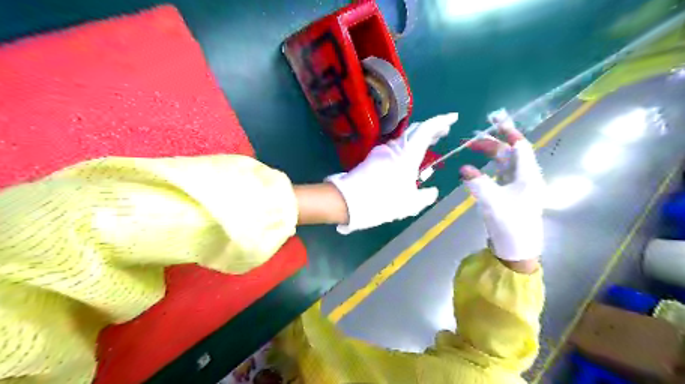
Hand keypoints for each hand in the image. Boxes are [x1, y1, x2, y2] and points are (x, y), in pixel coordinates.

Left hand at [328, 113, 459, 234]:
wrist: (349, 201)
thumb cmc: (383, 202)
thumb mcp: (410, 204)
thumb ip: (426, 196)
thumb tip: (433, 191)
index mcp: (407, 154)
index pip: (426, 129)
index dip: (441, 121)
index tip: (453, 118)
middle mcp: (394, 147)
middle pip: (415, 130)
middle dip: (431, 129)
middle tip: (443, 133)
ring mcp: (381, 151)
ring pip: (404, 138)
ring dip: (418, 138)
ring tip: (429, 144)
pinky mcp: (372, 158)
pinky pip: (395, 147)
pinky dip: (407, 147)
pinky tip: (409, 158)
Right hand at [459, 121, 546, 269]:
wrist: (516, 249)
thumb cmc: (510, 225)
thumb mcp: (492, 202)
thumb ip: (477, 183)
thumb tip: (463, 168)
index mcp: (528, 175)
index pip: (520, 146)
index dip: (508, 131)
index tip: (495, 119)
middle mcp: (525, 177)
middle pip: (509, 153)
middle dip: (491, 143)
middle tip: (470, 139)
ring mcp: (518, 186)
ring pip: (503, 163)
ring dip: (488, 155)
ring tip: (471, 148)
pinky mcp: (510, 195)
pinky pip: (499, 174)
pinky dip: (487, 167)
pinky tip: (476, 167)